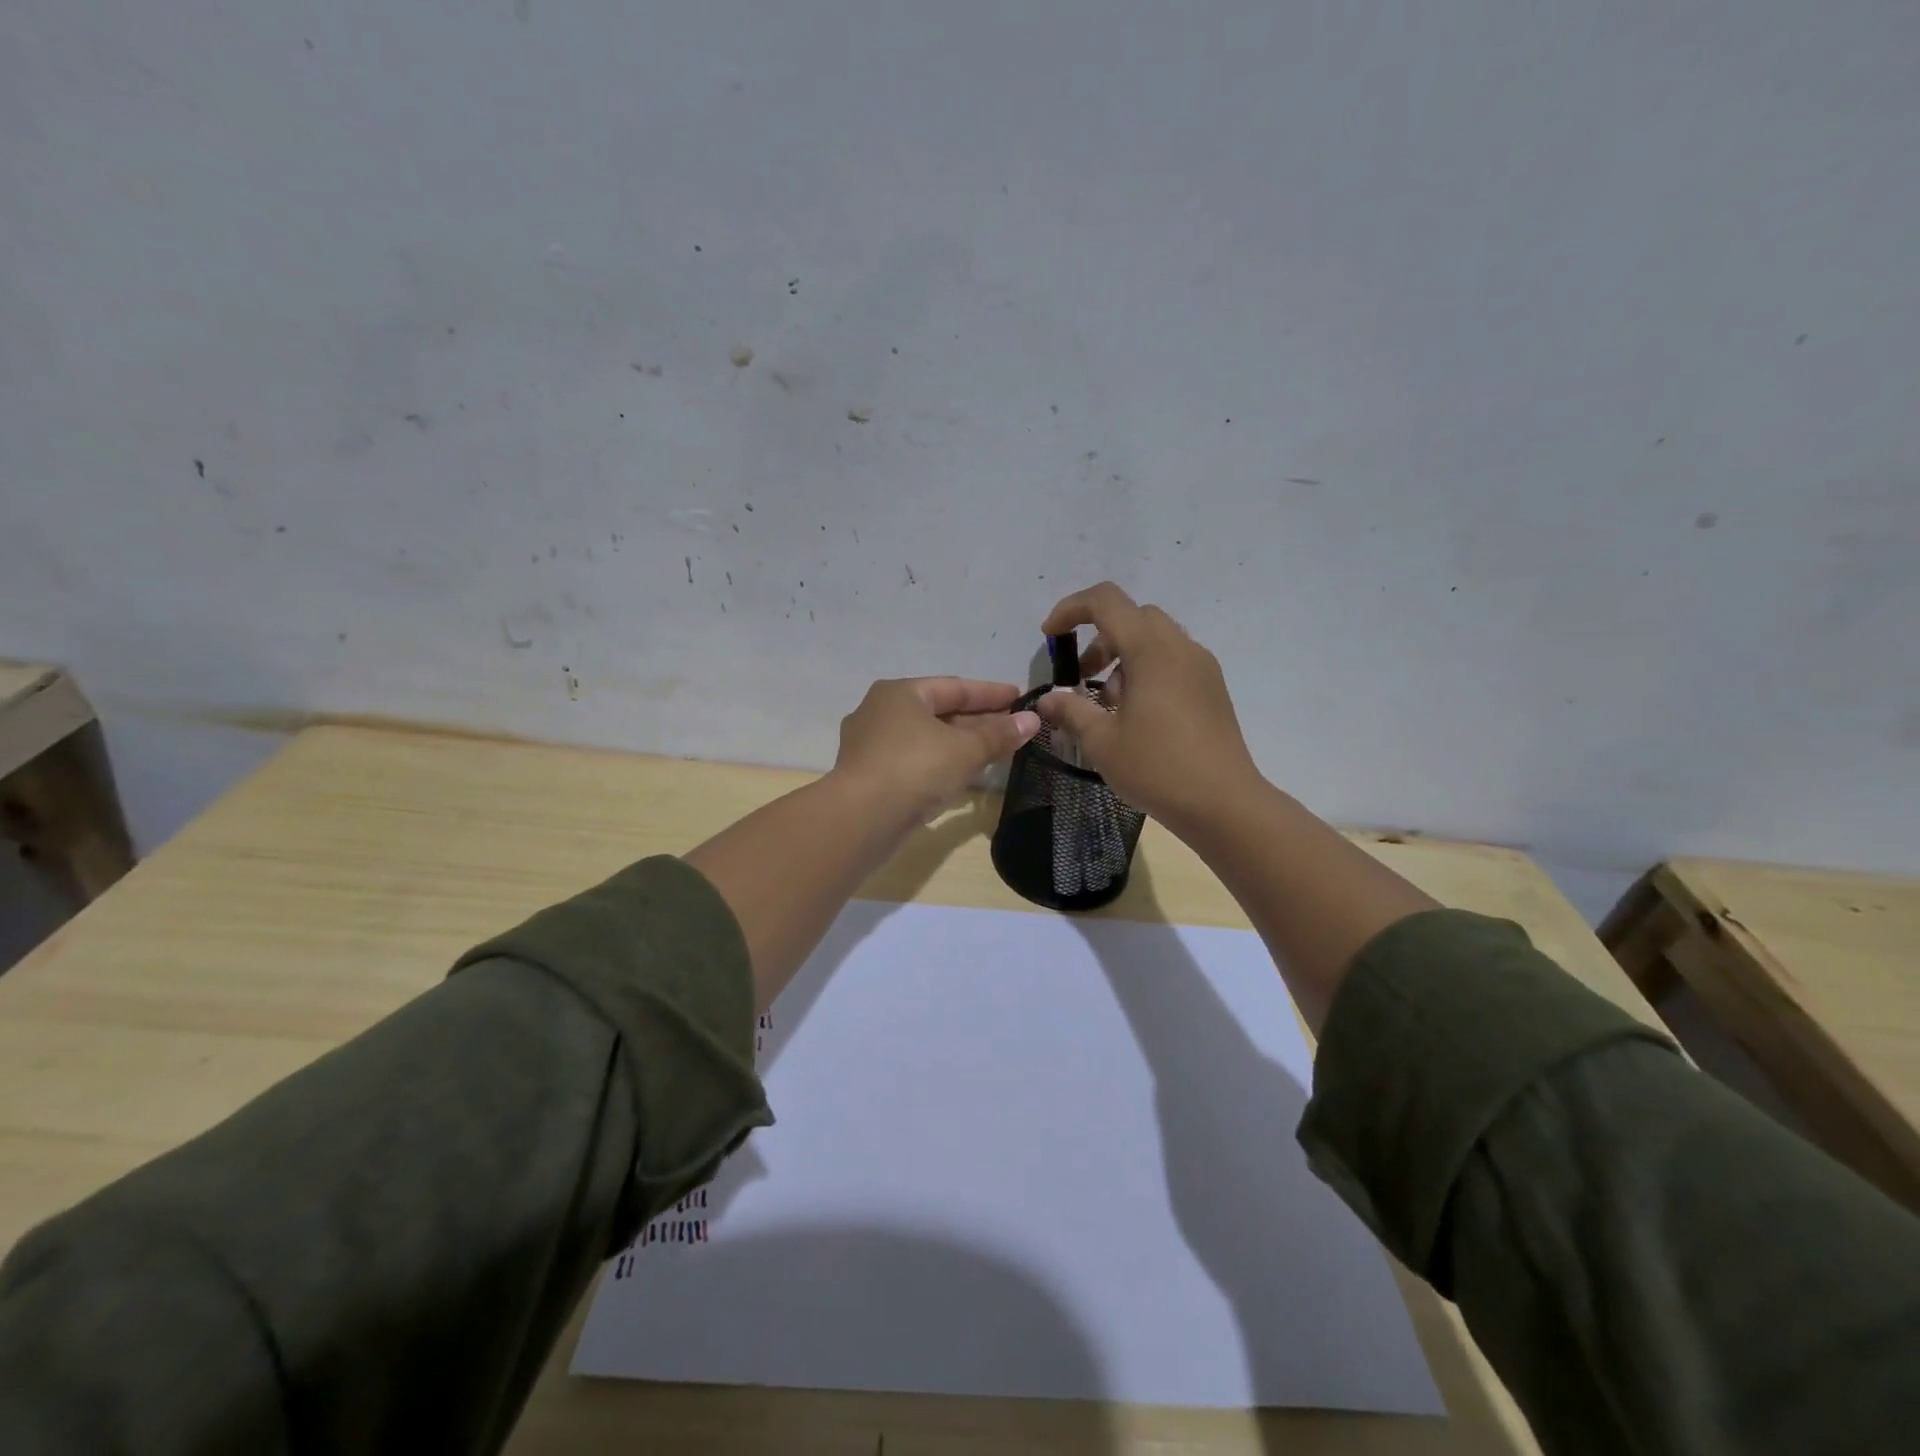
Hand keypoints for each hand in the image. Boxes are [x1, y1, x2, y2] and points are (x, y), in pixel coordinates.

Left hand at [833, 677, 1040, 826]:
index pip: (954, 687)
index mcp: (899, 693)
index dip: (991, 694)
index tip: (1020, 698)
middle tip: (1013, 728)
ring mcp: (870, 746)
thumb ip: (999, 735)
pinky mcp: (869, 777)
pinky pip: (914, 762)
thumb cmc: (915, 768)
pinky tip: (962, 775)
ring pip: (926, 739)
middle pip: (938, 712)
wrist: (861, 818)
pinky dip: (940, 764)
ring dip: (960, 744)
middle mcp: (879, 712)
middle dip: (977, 721)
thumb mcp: (965, 750)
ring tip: (994, 752)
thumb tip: (1032, 720)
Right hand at [1036, 582, 1262, 833]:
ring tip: (1110, 703)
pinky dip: (1148, 669)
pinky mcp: (1213, 688)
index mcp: (1150, 649)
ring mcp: (1202, 666)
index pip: (1106, 601)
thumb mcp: (1102, 741)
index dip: (1071, 609)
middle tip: (1082, 676)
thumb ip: (1071, 711)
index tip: (1050, 638)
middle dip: (1099, 637)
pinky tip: (1139, 714)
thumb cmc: (1157, 767)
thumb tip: (1047, 701)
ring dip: (1124, 655)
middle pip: (1133, 616)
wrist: (1224, 803)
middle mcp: (1180, 647)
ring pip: (1156, 638)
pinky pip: (1174, 660)